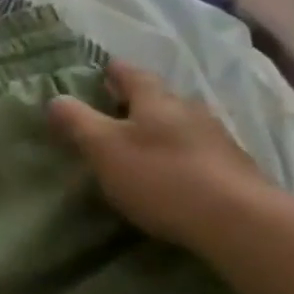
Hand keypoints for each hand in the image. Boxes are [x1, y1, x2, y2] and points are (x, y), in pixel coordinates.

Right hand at [47, 59, 272, 254]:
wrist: (239, 221)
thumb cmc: (160, 176)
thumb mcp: (103, 148)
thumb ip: (76, 122)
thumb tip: (54, 99)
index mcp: (156, 100)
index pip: (131, 73)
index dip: (113, 71)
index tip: (101, 72)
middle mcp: (189, 110)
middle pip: (159, 98)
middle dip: (137, 101)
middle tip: (114, 111)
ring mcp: (217, 139)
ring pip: (181, 124)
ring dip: (161, 129)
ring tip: (141, 144)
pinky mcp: (234, 169)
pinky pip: (198, 150)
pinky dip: (180, 154)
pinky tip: (172, 171)